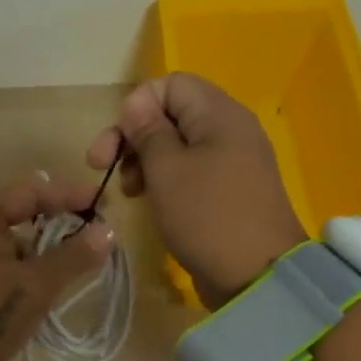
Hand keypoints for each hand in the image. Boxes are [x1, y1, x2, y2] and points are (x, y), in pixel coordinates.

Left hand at [0, 175, 114, 360]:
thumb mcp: (38, 286)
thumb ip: (74, 256)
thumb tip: (108, 231)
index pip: (30, 191)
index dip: (69, 194)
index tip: (103, 205)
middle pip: (17, 212)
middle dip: (56, 220)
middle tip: (91, 232)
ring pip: (8, 240)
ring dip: (40, 246)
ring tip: (71, 261)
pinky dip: (21, 265)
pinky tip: (41, 283)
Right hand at [87, 73, 306, 308]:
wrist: (257, 276)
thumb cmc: (207, 216)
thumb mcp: (166, 170)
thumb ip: (147, 131)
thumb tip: (135, 104)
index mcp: (219, 115)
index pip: (170, 84)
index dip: (137, 106)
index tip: (118, 142)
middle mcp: (228, 129)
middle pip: (170, 113)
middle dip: (132, 135)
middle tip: (103, 166)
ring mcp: (230, 161)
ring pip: (176, 143)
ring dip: (143, 160)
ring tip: (129, 191)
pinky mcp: (226, 190)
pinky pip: (189, 169)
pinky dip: (163, 179)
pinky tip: (147, 200)